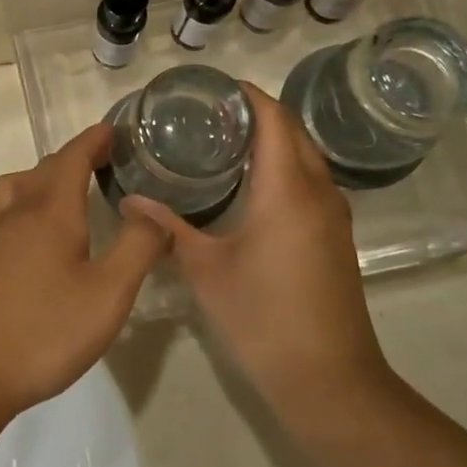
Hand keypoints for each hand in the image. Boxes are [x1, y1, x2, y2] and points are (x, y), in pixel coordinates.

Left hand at [0, 125, 169, 423]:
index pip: (72, 158)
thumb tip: (152, 209)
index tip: (114, 131)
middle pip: (42, 170)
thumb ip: (137, 247)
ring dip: (39, 179)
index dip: (94, 141)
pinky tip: (22, 234)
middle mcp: (15, 216)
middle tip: (102, 162)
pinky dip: (15, 210)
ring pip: (12, 189)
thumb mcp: (108, 294)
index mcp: (49, 213)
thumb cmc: (43, 332)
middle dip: (73, 158)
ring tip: (62, 192)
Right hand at [126, 88, 392, 419]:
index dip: (247, 95)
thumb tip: (130, 200)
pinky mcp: (336, 237)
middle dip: (257, 113)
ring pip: (305, 157)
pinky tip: (249, 185)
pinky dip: (283, 167)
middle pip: (292, 132)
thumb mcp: (205, 269)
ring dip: (273, 140)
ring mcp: (333, 215)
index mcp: (287, 189)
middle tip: (209, 114)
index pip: (273, 119)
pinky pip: (310, 182)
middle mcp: (318, 191)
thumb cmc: (262, 317)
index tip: (212, 88)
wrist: (328, 378)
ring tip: (224, 140)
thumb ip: (168, 228)